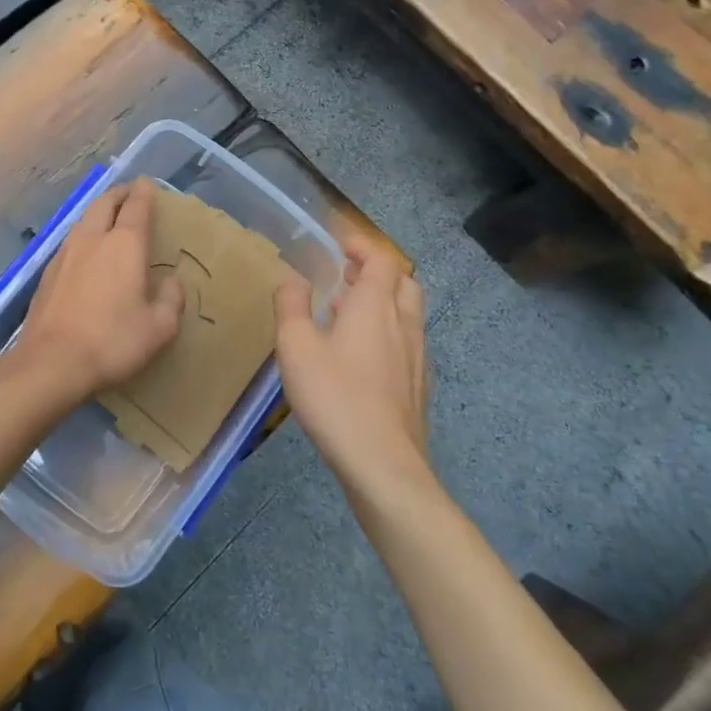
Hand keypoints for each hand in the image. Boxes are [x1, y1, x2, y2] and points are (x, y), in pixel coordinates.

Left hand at [17, 177, 184, 398]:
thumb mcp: (158, 328)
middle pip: (104, 204)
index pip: (136, 208)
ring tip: (107, 216)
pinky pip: (70, 241)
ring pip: (83, 220)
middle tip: (129, 193)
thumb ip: (170, 300)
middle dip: (118, 194)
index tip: (147, 183)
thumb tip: (171, 282)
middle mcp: (92, 240)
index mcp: (123, 246)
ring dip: (98, 211)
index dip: (144, 193)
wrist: (51, 361)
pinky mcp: (48, 273)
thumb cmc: (112, 341)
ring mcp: (65, 254)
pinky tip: (85, 250)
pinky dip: (83, 234)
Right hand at [274, 235, 430, 493]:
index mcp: (375, 305)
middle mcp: (404, 323)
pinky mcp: (419, 387)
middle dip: (378, 273)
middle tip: (347, 278)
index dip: (362, 248)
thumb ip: (291, 305)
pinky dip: (389, 334)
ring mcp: (417, 357)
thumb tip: (293, 278)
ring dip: (383, 304)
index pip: (382, 260)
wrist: (382, 463)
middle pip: (404, 283)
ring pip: (409, 314)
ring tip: (348, 316)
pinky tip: (363, 359)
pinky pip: (408, 344)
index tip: (341, 247)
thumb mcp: (295, 346)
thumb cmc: (334, 395)